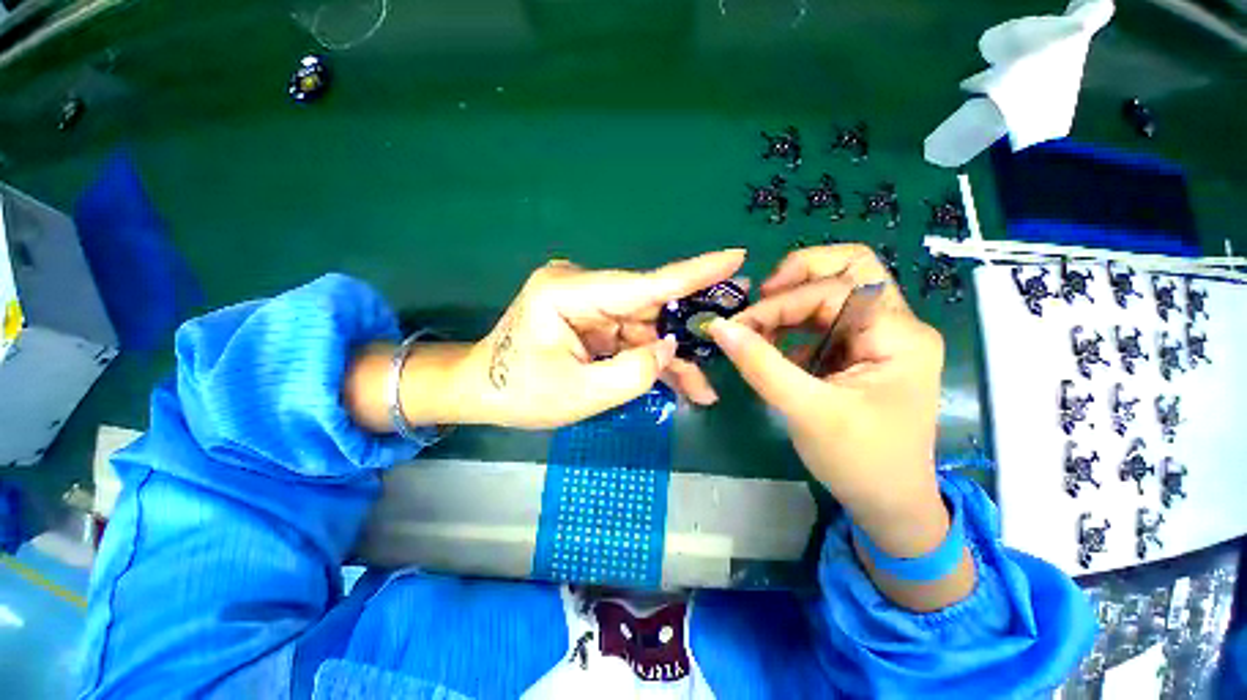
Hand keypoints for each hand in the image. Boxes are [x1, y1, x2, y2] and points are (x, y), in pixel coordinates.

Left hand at [445, 250, 745, 428]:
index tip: (734, 258)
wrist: (483, 390)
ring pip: (645, 326)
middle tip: (733, 340)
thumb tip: (671, 347)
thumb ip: (632, 373)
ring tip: (702, 388)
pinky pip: (632, 335)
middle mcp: (581, 287)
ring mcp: (588, 302)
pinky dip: (652, 358)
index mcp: (567, 293)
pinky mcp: (592, 318)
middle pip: (649, 308)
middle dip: (687, 333)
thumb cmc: (520, 393)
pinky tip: (677, 381)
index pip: (641, 284)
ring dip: (672, 356)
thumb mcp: (579, 394)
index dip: (691, 274)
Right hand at [707, 245, 944, 536]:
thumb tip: (719, 327)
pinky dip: (792, 326)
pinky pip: (823, 323)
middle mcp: (895, 326)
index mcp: (898, 335)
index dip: (781, 303)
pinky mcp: (859, 354)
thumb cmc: (859, 461)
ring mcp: (878, 338)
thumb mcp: (805, 410)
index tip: (740, 326)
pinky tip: (771, 346)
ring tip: (757, 327)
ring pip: (831, 295)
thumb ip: (760, 364)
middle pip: (847, 270)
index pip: (834, 289)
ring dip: (790, 304)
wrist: (888, 505)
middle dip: (797, 277)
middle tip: (760, 298)